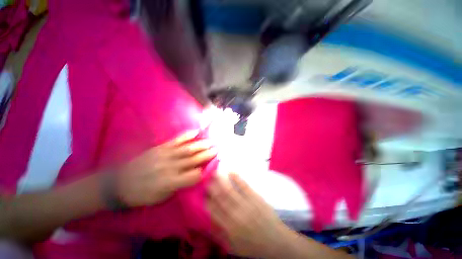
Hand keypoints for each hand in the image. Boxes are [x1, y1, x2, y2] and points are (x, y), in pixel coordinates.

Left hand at [117, 130, 216, 206]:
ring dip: (201, 145)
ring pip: (188, 149)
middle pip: (193, 160)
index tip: (213, 166)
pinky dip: (187, 135)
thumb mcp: (161, 197)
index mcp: (171, 182)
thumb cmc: (142, 194)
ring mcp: (165, 155)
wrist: (119, 183)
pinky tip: (196, 132)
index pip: (193, 176)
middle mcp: (170, 167)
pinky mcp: (160, 148)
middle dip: (207, 154)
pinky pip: (176, 140)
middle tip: (217, 149)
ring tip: (211, 142)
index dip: (205, 171)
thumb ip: (180, 186)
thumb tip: (195, 175)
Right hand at [207, 173, 291, 258]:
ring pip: (230, 189)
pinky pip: (244, 185)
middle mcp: (236, 214)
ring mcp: (246, 203)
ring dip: (221, 180)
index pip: (213, 211)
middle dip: (211, 187)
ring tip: (215, 172)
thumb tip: (207, 222)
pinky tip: (230, 171)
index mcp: (229, 227)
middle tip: (206, 178)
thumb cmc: (254, 245)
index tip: (201, 192)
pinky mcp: (256, 197)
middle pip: (220, 197)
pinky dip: (237, 178)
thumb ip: (220, 234)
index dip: (206, 200)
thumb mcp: (234, 246)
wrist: (276, 242)